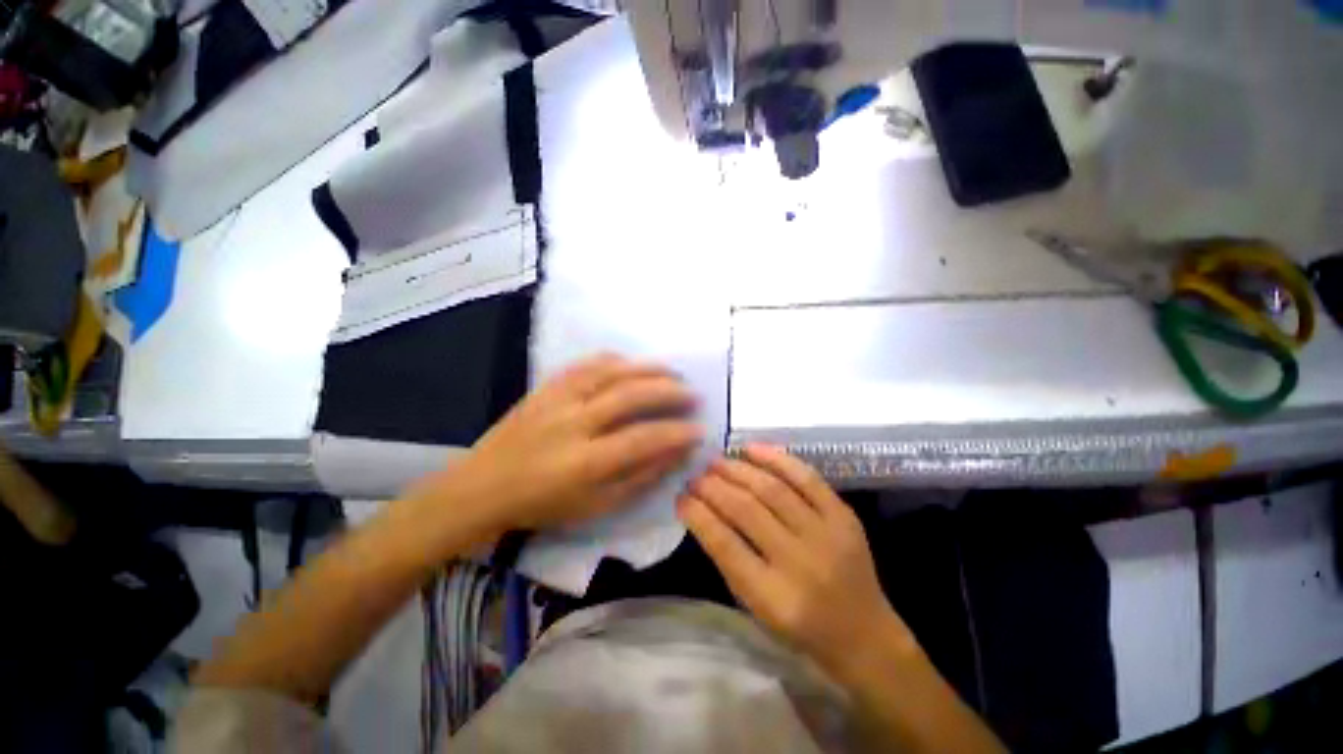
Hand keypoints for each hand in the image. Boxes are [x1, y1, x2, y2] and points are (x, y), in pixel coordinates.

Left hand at [410, 354, 702, 541]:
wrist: (483, 486)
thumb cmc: (542, 504)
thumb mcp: (595, 507)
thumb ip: (639, 478)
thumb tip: (675, 454)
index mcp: (584, 462)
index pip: (642, 440)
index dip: (676, 433)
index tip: (699, 430)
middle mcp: (573, 423)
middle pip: (629, 396)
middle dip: (668, 393)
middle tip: (693, 394)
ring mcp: (557, 399)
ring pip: (610, 373)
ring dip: (647, 369)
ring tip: (672, 372)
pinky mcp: (546, 387)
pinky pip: (585, 364)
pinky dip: (615, 360)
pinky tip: (633, 363)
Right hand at [678, 445, 914, 677]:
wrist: (864, 634)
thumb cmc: (800, 627)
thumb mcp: (756, 607)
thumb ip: (728, 559)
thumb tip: (700, 511)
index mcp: (774, 597)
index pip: (725, 544)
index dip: (698, 514)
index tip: (680, 496)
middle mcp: (801, 562)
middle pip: (747, 510)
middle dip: (713, 486)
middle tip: (695, 474)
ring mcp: (827, 535)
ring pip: (773, 489)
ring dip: (738, 470)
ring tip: (716, 461)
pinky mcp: (844, 517)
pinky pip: (807, 477)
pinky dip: (776, 459)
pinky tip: (752, 449)